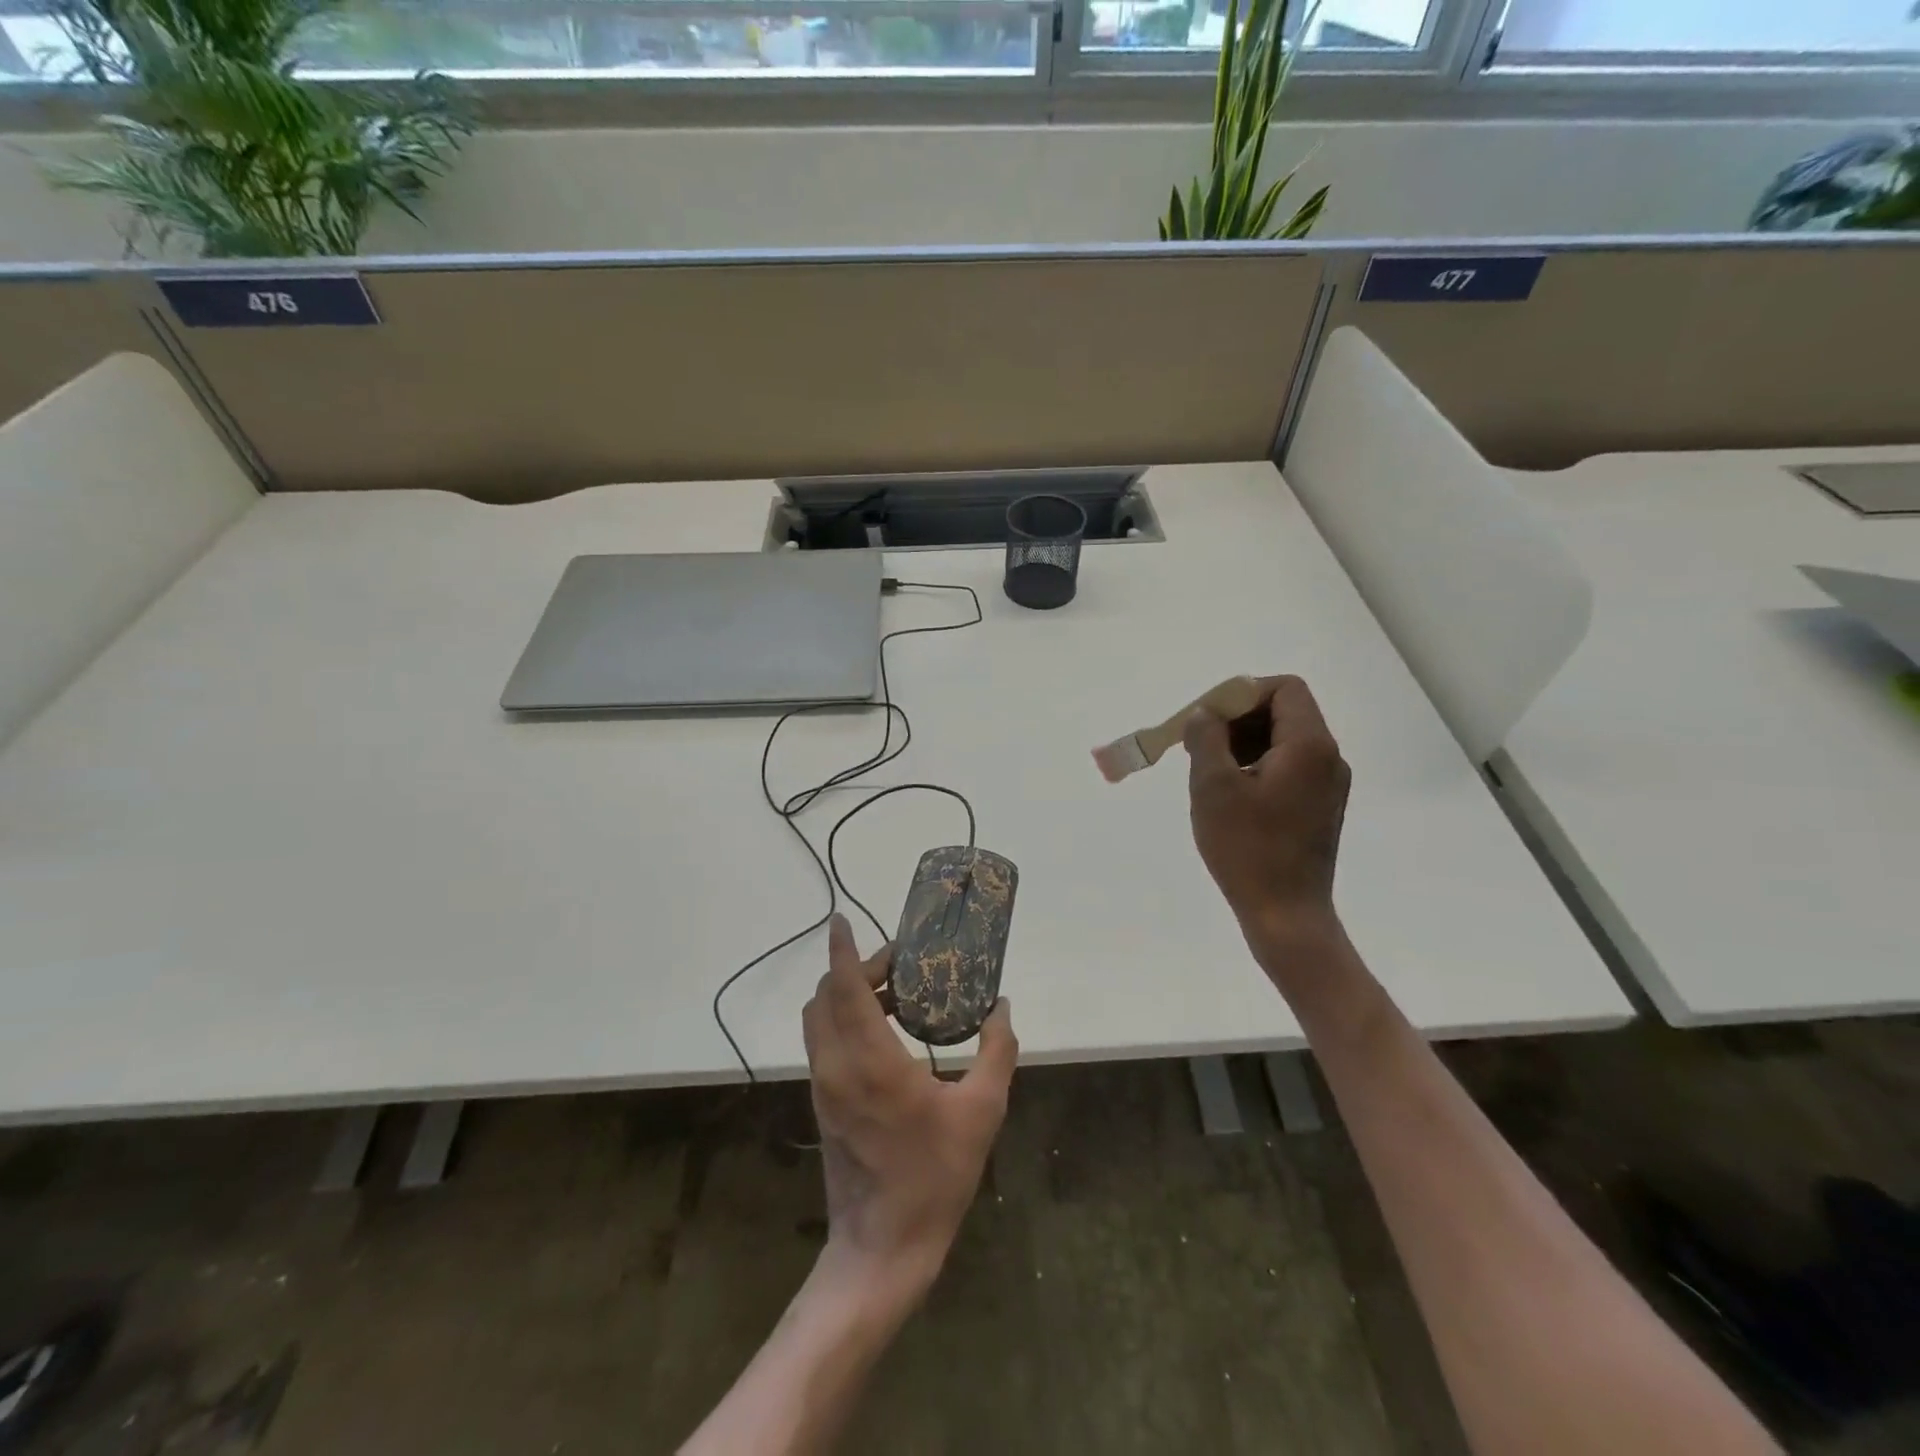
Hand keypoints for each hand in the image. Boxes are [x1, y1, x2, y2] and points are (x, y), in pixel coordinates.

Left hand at [803, 915, 1017, 1295]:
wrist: (882, 1247)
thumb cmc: (934, 1176)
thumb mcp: (981, 1112)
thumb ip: (996, 1053)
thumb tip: (1002, 1007)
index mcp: (871, 1062)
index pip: (844, 989)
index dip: (842, 951)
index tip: (840, 920)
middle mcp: (837, 1066)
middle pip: (825, 997)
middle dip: (852, 969)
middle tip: (895, 964)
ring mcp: (824, 1086)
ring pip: (819, 1019)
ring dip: (846, 994)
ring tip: (893, 994)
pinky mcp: (823, 1102)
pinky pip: (825, 1042)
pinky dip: (844, 1020)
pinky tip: (885, 1031)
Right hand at [1184, 675, 1350, 942]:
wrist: (1286, 914)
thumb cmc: (1247, 848)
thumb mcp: (1213, 787)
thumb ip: (1206, 739)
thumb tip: (1205, 714)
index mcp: (1309, 746)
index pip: (1284, 689)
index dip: (1243, 693)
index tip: (1208, 719)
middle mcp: (1328, 758)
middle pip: (1285, 712)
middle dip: (1238, 719)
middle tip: (1201, 744)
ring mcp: (1328, 785)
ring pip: (1284, 740)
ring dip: (1245, 743)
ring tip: (1210, 770)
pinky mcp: (1320, 808)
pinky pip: (1289, 767)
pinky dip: (1258, 766)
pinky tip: (1230, 794)